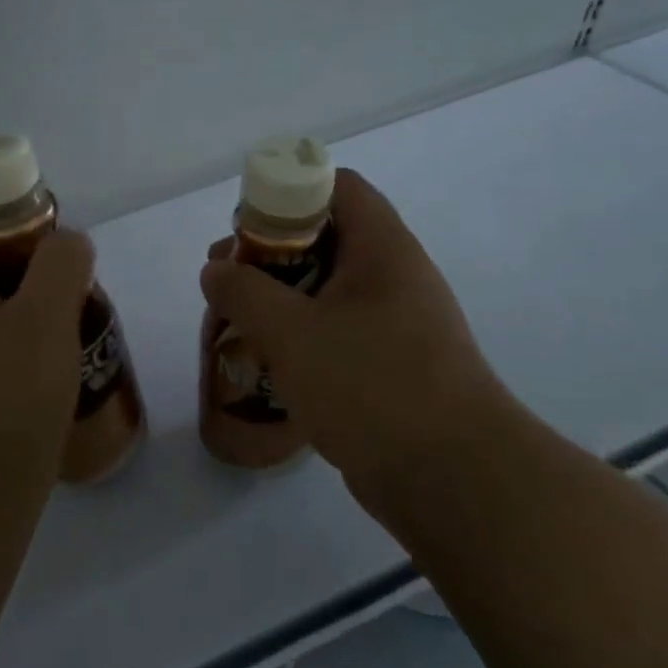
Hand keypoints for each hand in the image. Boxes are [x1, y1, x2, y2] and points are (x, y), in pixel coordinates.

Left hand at [0, 214, 95, 484]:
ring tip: (69, 322)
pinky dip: (17, 336)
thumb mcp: (46, 317)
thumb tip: (67, 241)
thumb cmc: (10, 395)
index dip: (15, 220)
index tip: (56, 245)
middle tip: (70, 286)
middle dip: (29, 266)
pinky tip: (50, 359)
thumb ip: (60, 262)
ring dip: (28, 304)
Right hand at [200, 169, 519, 491]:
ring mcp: (398, 323)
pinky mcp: (392, 364)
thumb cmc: (371, 386)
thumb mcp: (291, 333)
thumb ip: (243, 293)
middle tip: (227, 281)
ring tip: (238, 323)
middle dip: (270, 253)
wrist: (453, 480)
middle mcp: (395, 276)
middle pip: (326, 237)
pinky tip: (270, 362)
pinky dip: (302, 335)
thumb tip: (215, 270)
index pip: (337, 187)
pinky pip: (338, 331)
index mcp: (382, 249)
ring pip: (328, 289)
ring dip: (281, 298)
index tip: (245, 228)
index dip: (287, 193)